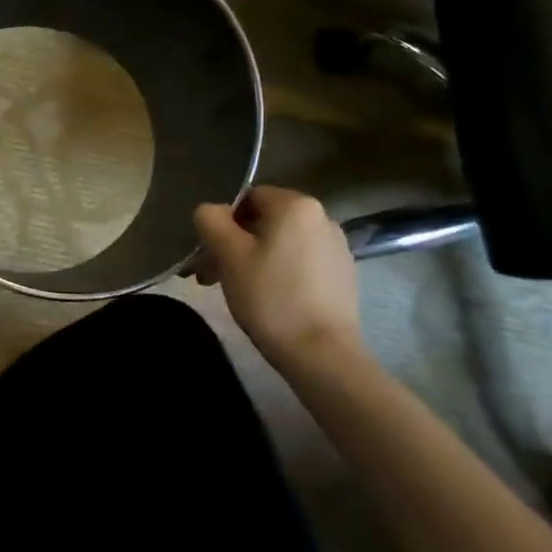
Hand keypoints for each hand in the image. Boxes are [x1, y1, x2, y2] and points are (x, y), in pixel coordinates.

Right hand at [193, 187, 366, 377]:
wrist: (322, 353)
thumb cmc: (270, 297)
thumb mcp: (228, 254)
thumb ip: (211, 220)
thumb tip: (211, 211)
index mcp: (295, 204)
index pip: (247, 198)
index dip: (222, 223)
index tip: (208, 254)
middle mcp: (322, 217)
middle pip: (264, 222)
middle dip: (233, 244)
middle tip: (211, 276)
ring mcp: (336, 247)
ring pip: (280, 243)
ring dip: (252, 260)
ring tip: (236, 291)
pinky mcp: (343, 275)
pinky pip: (300, 262)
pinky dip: (279, 273)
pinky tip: (268, 300)